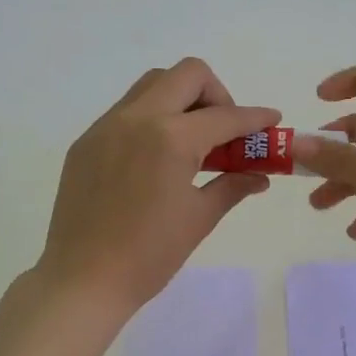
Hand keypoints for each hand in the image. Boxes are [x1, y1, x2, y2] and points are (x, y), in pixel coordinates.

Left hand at [36, 58, 279, 314]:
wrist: (83, 280)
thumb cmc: (150, 255)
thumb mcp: (199, 218)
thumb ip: (232, 185)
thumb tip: (260, 175)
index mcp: (171, 138)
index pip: (225, 116)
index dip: (255, 118)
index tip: (271, 121)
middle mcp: (137, 118)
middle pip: (187, 75)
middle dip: (216, 95)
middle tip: (223, 131)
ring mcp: (106, 127)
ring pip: (152, 85)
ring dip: (181, 100)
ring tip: (191, 142)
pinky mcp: (86, 142)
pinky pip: (126, 111)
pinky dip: (151, 119)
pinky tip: (155, 158)